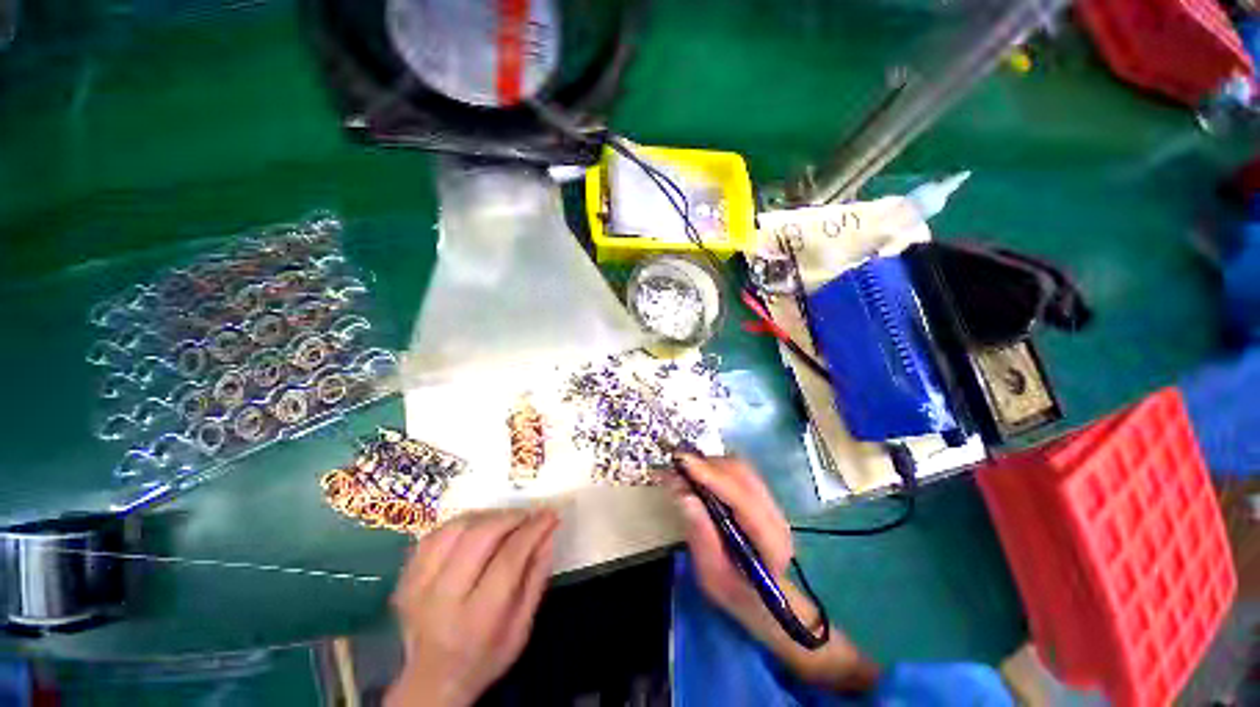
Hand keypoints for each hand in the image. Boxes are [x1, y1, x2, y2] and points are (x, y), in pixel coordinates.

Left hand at [386, 509, 559, 706]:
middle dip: (510, 518)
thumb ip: (536, 577)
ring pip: (455, 529)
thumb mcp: (522, 626)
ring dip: (486, 516)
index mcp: (478, 619)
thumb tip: (548, 533)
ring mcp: (417, 586)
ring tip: (504, 521)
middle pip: (479, 537)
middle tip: (527, 516)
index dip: (533, 530)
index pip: (509, 559)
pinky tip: (476, 529)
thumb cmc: (485, 655)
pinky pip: (434, 535)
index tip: (550, 514)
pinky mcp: (405, 578)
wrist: (431, 682)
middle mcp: (442, 599)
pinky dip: (461, 524)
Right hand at [668, 456, 878, 692]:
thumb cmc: (736, 594)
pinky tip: (698, 473)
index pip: (741, 499)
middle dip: (707, 465)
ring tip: (683, 469)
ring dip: (709, 463)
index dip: (711, 477)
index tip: (682, 464)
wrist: (765, 600)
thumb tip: (684, 495)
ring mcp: (771, 503)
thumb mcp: (712, 576)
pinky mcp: (762, 496)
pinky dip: (715, 467)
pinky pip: (737, 472)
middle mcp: (775, 515)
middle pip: (742, 475)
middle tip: (676, 466)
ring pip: (740, 468)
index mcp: (769, 542)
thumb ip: (700, 535)